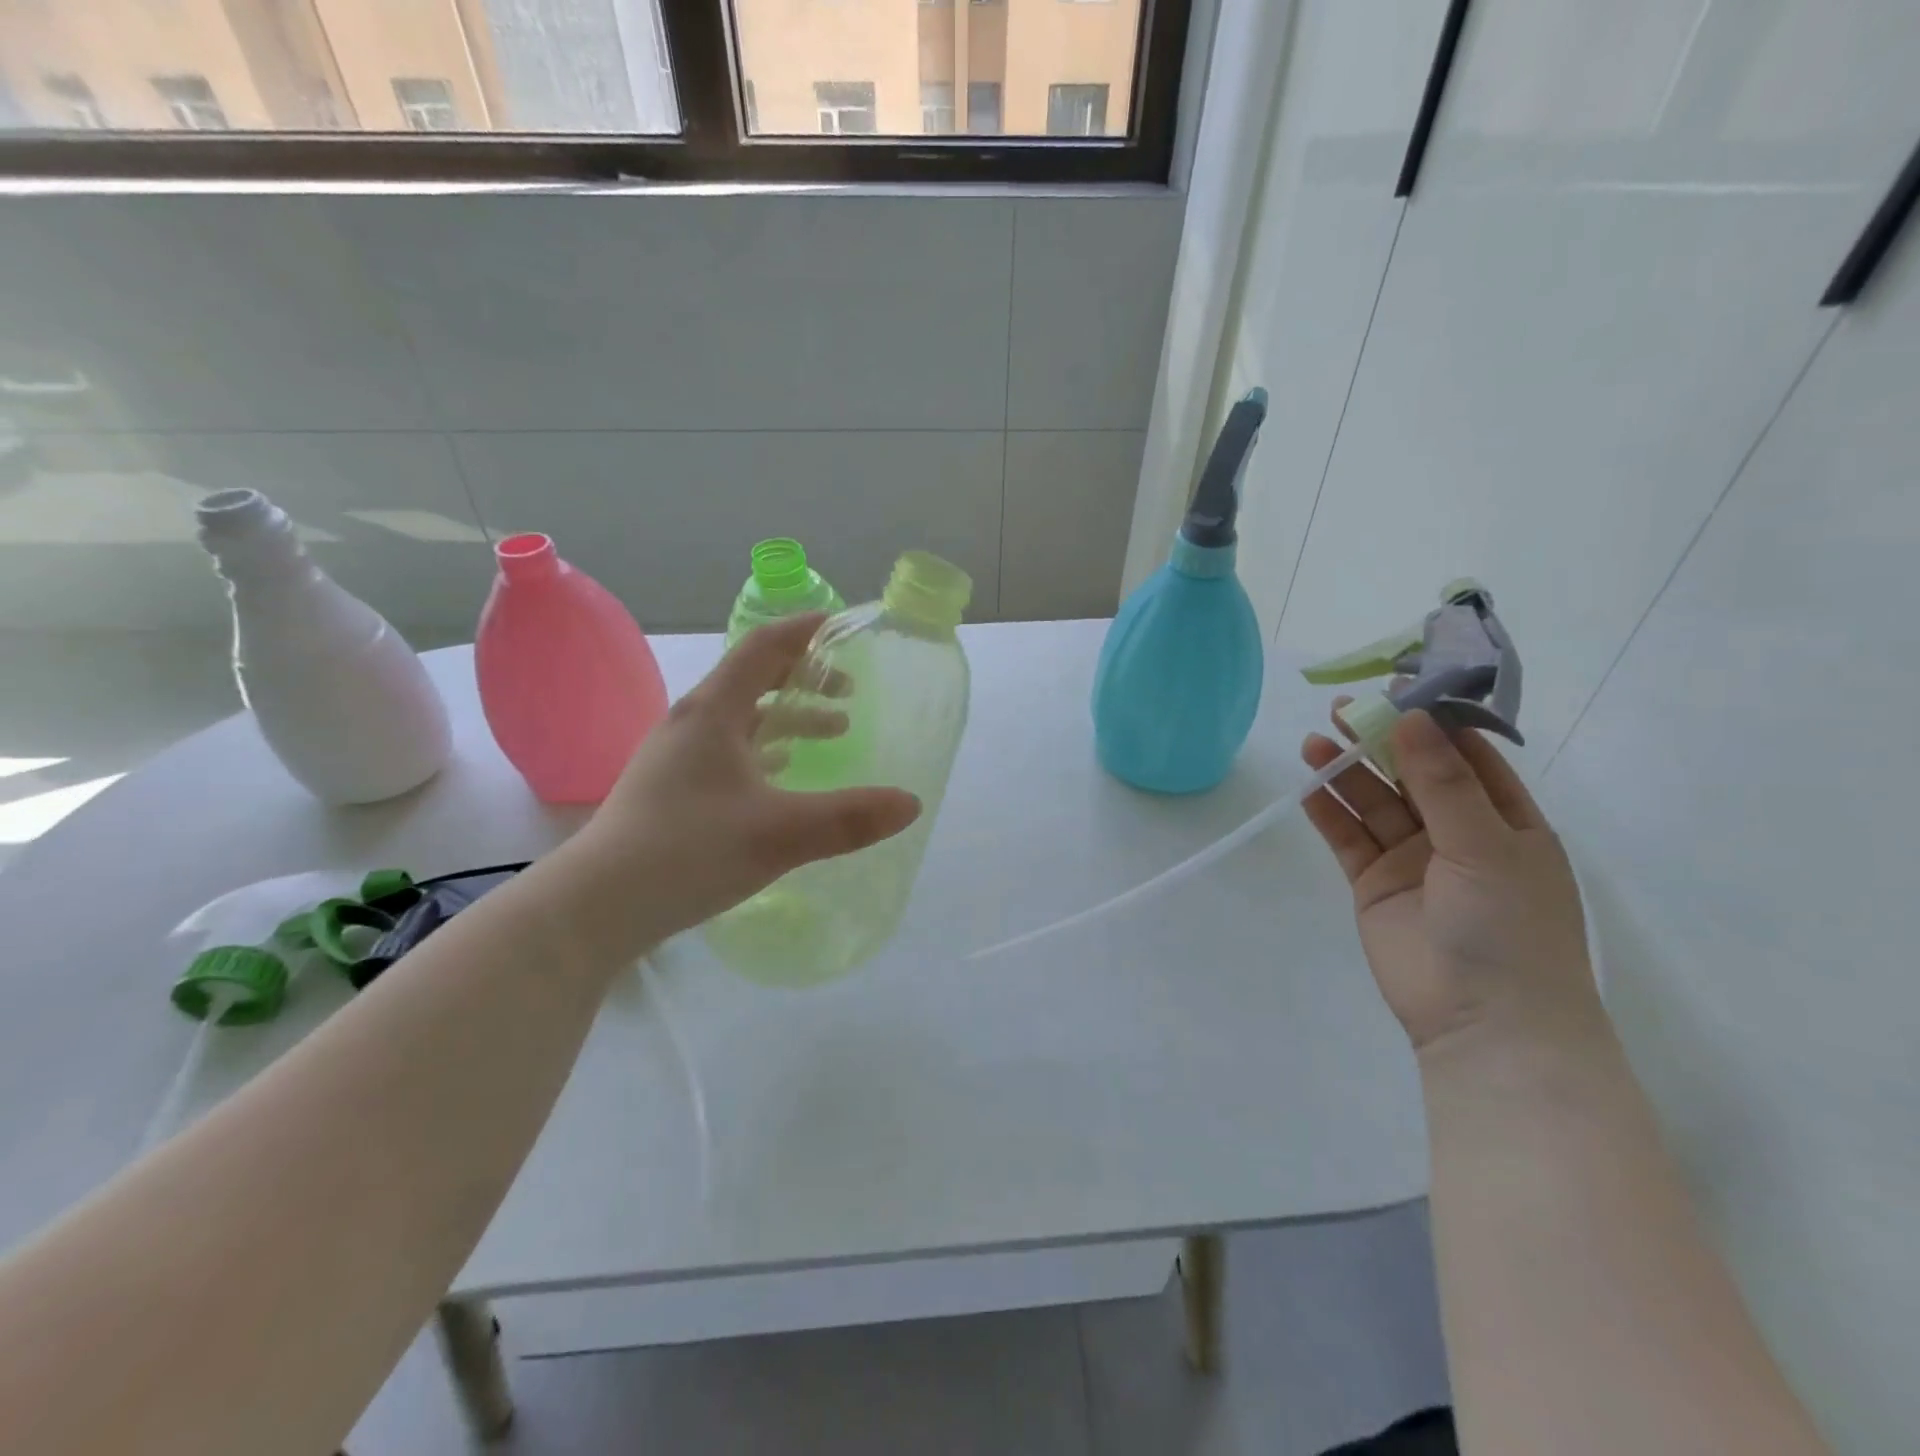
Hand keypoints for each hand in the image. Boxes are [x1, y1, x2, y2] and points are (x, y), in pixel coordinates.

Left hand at [572, 613, 920, 952]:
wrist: (597, 905)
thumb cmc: (689, 851)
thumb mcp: (780, 834)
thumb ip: (850, 818)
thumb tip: (911, 803)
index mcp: (713, 713)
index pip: (762, 648)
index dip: (803, 631)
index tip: (841, 625)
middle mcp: (692, 723)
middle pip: (753, 679)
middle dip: (804, 678)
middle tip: (848, 691)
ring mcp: (676, 757)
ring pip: (742, 719)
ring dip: (788, 718)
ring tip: (832, 733)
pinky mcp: (672, 789)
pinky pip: (729, 751)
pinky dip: (766, 750)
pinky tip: (784, 776)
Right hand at [1300, 706, 1602, 1057]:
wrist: (1484, 1023)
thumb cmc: (1510, 929)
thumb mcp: (1486, 846)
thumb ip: (1444, 783)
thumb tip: (1414, 718)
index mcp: (1504, 821)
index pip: (1465, 757)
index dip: (1430, 722)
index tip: (1395, 689)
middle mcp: (1456, 834)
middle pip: (1410, 775)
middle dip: (1378, 742)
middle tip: (1340, 711)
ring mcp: (1412, 860)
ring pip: (1373, 804)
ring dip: (1346, 773)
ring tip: (1313, 744)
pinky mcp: (1373, 884)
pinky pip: (1348, 839)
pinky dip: (1328, 813)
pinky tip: (1308, 789)